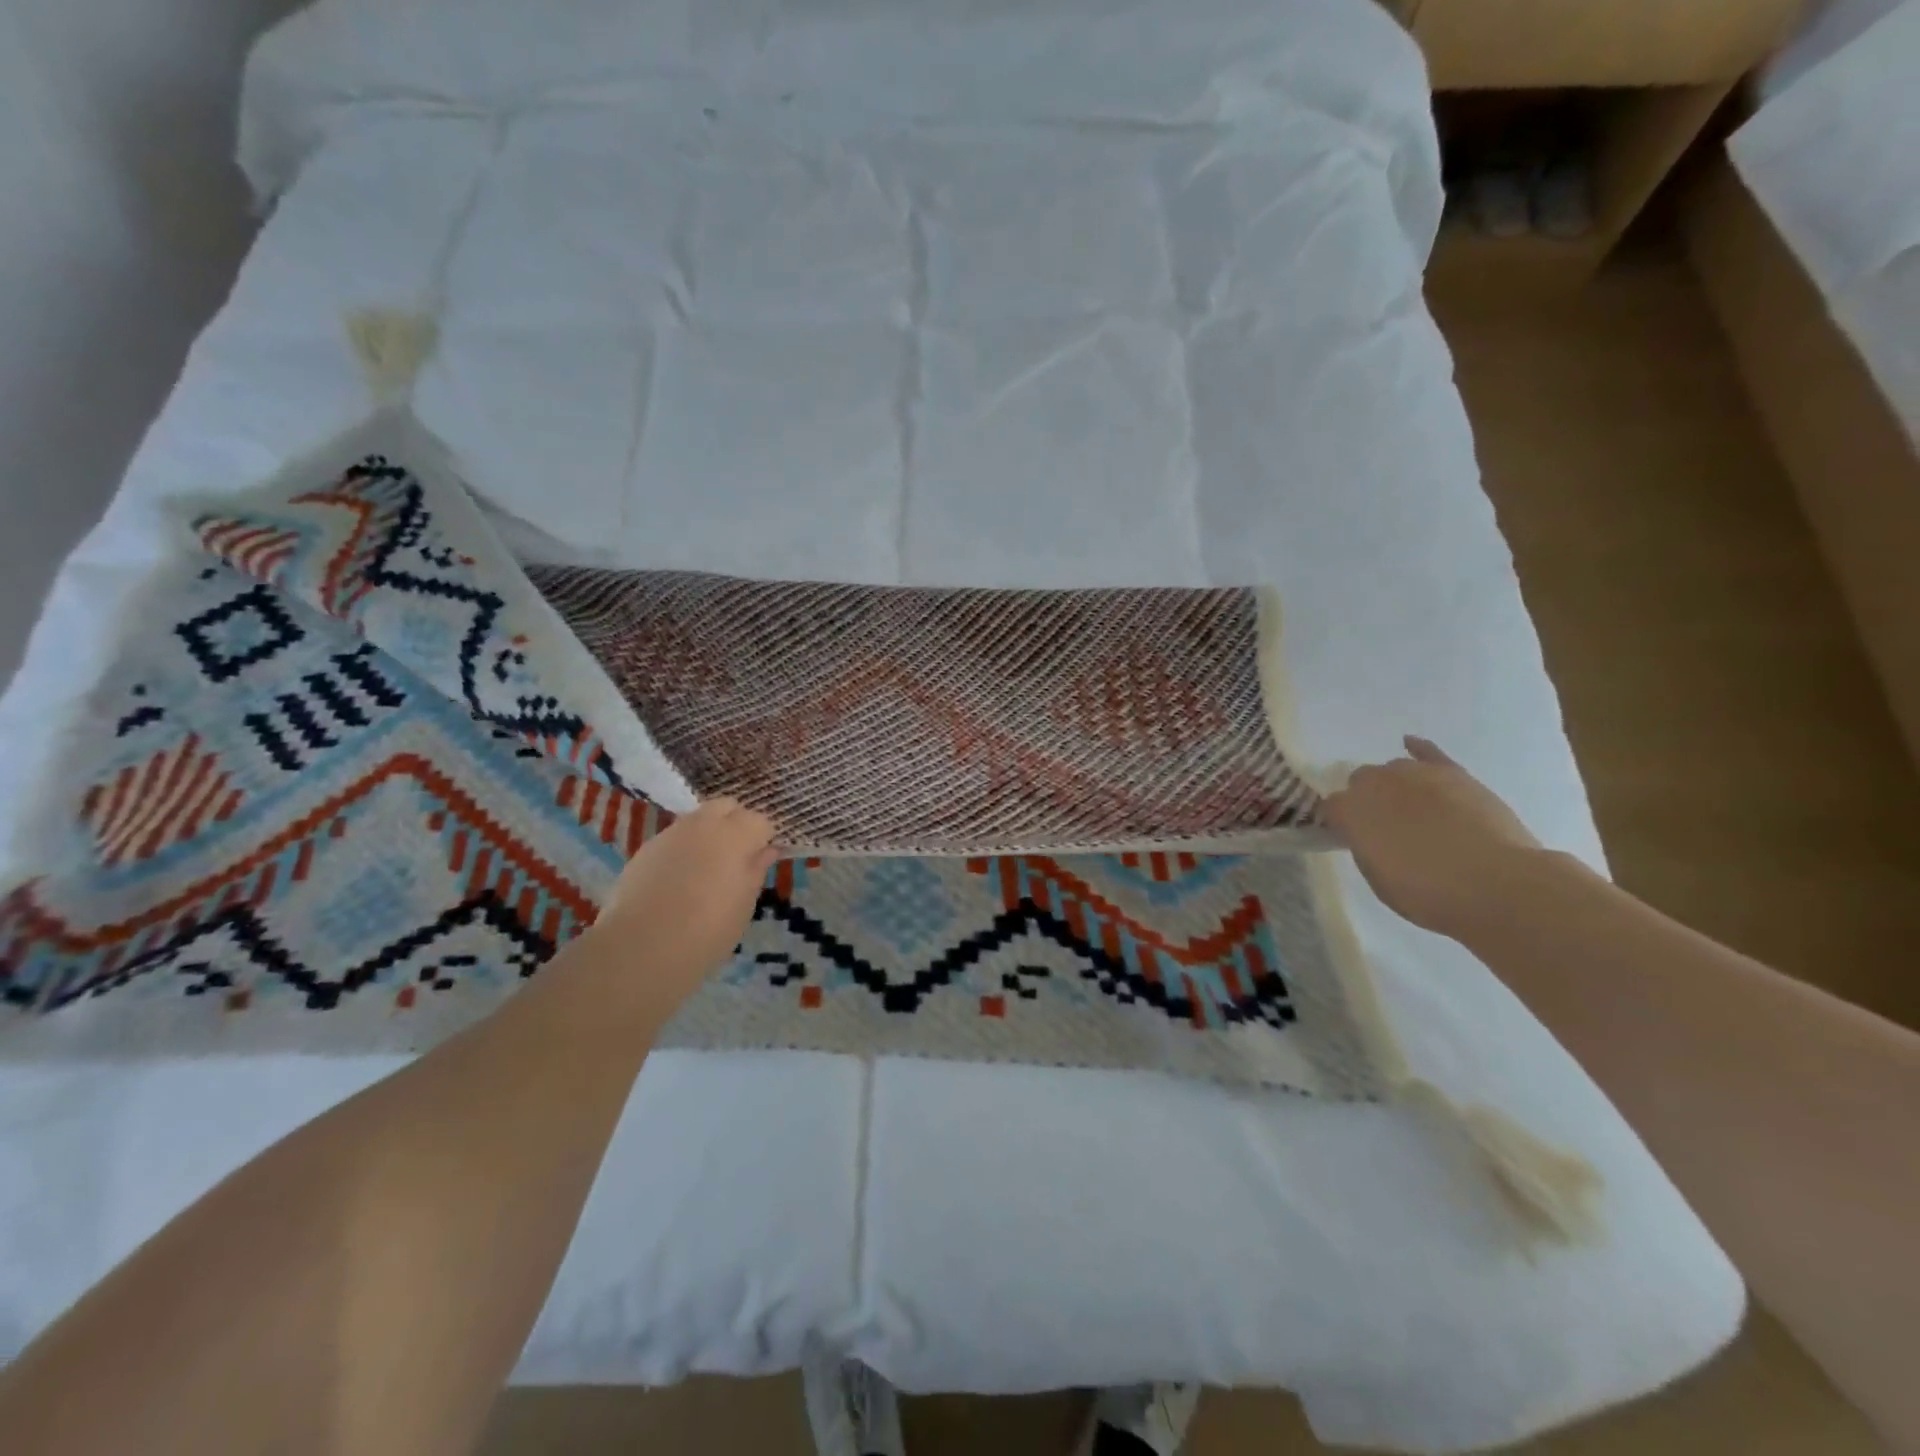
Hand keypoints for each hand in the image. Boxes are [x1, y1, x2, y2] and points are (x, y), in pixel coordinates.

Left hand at [587, 797, 778, 1002]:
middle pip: (726, 806)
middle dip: (736, 823)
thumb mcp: (744, 904)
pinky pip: (674, 839)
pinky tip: (679, 881)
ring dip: (708, 835)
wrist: (643, 947)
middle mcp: (703, 824)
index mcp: (735, 834)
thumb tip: (767, 850)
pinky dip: (683, 850)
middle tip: (737, 857)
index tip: (761, 861)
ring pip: (697, 820)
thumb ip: (756, 870)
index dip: (764, 839)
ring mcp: (671, 834)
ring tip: (707, 870)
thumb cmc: (708, 929)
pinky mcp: (645, 849)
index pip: (760, 821)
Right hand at [1321, 736, 1547, 940]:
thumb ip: (1366, 848)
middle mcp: (1378, 783)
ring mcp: (1417, 774)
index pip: (1332, 807)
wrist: (1497, 884)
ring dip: (1395, 785)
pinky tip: (1411, 744)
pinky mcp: (1454, 773)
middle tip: (1383, 826)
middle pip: (1361, 781)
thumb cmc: (1429, 893)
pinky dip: (1419, 749)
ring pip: (1394, 769)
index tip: (1350, 838)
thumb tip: (1368, 836)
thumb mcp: (1379, 879)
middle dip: (1367, 799)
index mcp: (1352, 811)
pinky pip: (1429, 752)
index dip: (1340, 823)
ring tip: (1409, 809)